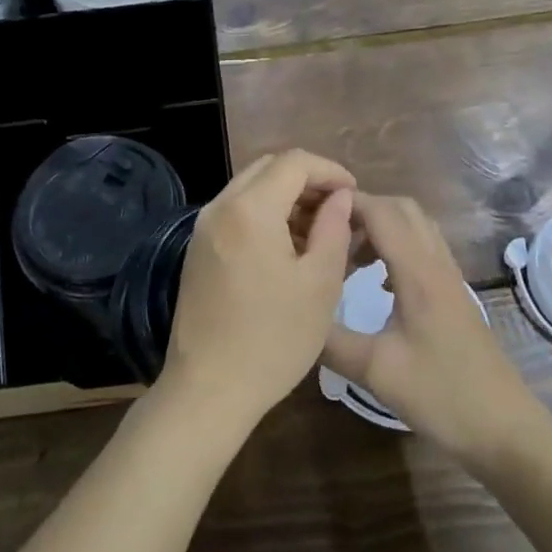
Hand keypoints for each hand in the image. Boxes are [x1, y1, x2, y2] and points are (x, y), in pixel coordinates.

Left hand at [161, 150, 355, 432]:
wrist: (208, 389)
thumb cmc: (273, 339)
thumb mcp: (320, 284)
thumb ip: (334, 228)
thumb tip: (340, 197)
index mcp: (249, 209)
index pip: (294, 162)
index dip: (330, 170)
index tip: (354, 194)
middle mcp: (219, 207)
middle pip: (268, 169)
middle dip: (307, 181)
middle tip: (338, 210)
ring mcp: (203, 229)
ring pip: (250, 190)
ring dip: (286, 198)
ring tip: (319, 232)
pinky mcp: (197, 250)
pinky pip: (235, 214)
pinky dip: (265, 216)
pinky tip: (288, 249)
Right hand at [323, 195, 547, 467]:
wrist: (504, 429)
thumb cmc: (442, 395)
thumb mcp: (375, 371)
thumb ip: (330, 340)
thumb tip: (294, 313)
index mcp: (418, 273)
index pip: (381, 212)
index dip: (346, 203)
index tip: (309, 211)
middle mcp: (437, 265)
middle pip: (401, 209)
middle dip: (362, 210)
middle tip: (328, 233)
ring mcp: (450, 279)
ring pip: (416, 227)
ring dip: (381, 227)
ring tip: (347, 255)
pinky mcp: (454, 296)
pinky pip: (423, 250)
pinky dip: (396, 248)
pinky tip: (377, 280)